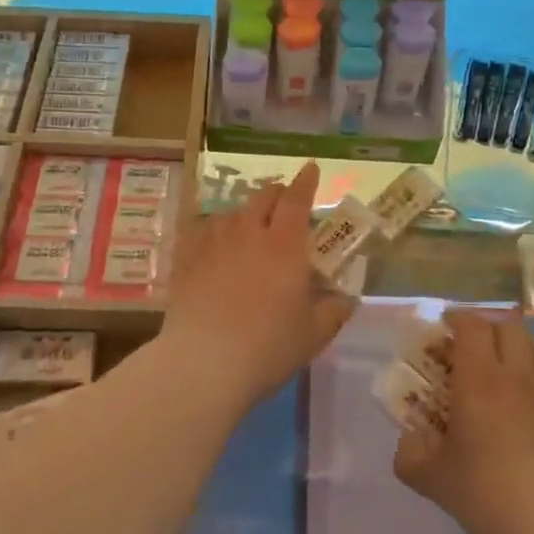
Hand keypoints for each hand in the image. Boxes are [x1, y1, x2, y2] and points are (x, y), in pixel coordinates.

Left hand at [162, 163, 353, 406]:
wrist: (203, 364)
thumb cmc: (267, 348)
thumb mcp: (312, 335)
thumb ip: (333, 312)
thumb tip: (347, 300)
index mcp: (285, 246)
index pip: (297, 199)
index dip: (306, 182)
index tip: (310, 169)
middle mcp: (249, 233)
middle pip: (263, 197)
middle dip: (277, 193)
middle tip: (284, 202)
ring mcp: (213, 243)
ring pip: (232, 213)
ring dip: (246, 213)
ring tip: (249, 227)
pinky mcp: (186, 258)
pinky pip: (201, 230)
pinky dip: (214, 230)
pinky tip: (213, 242)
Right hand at [394, 309, 533, 533]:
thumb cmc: (486, 492)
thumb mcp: (432, 478)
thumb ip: (410, 455)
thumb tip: (408, 441)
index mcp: (478, 378)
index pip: (472, 325)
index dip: (457, 318)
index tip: (445, 325)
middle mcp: (516, 372)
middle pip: (507, 325)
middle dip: (487, 327)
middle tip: (472, 344)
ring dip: (517, 342)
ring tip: (504, 360)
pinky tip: (530, 391)